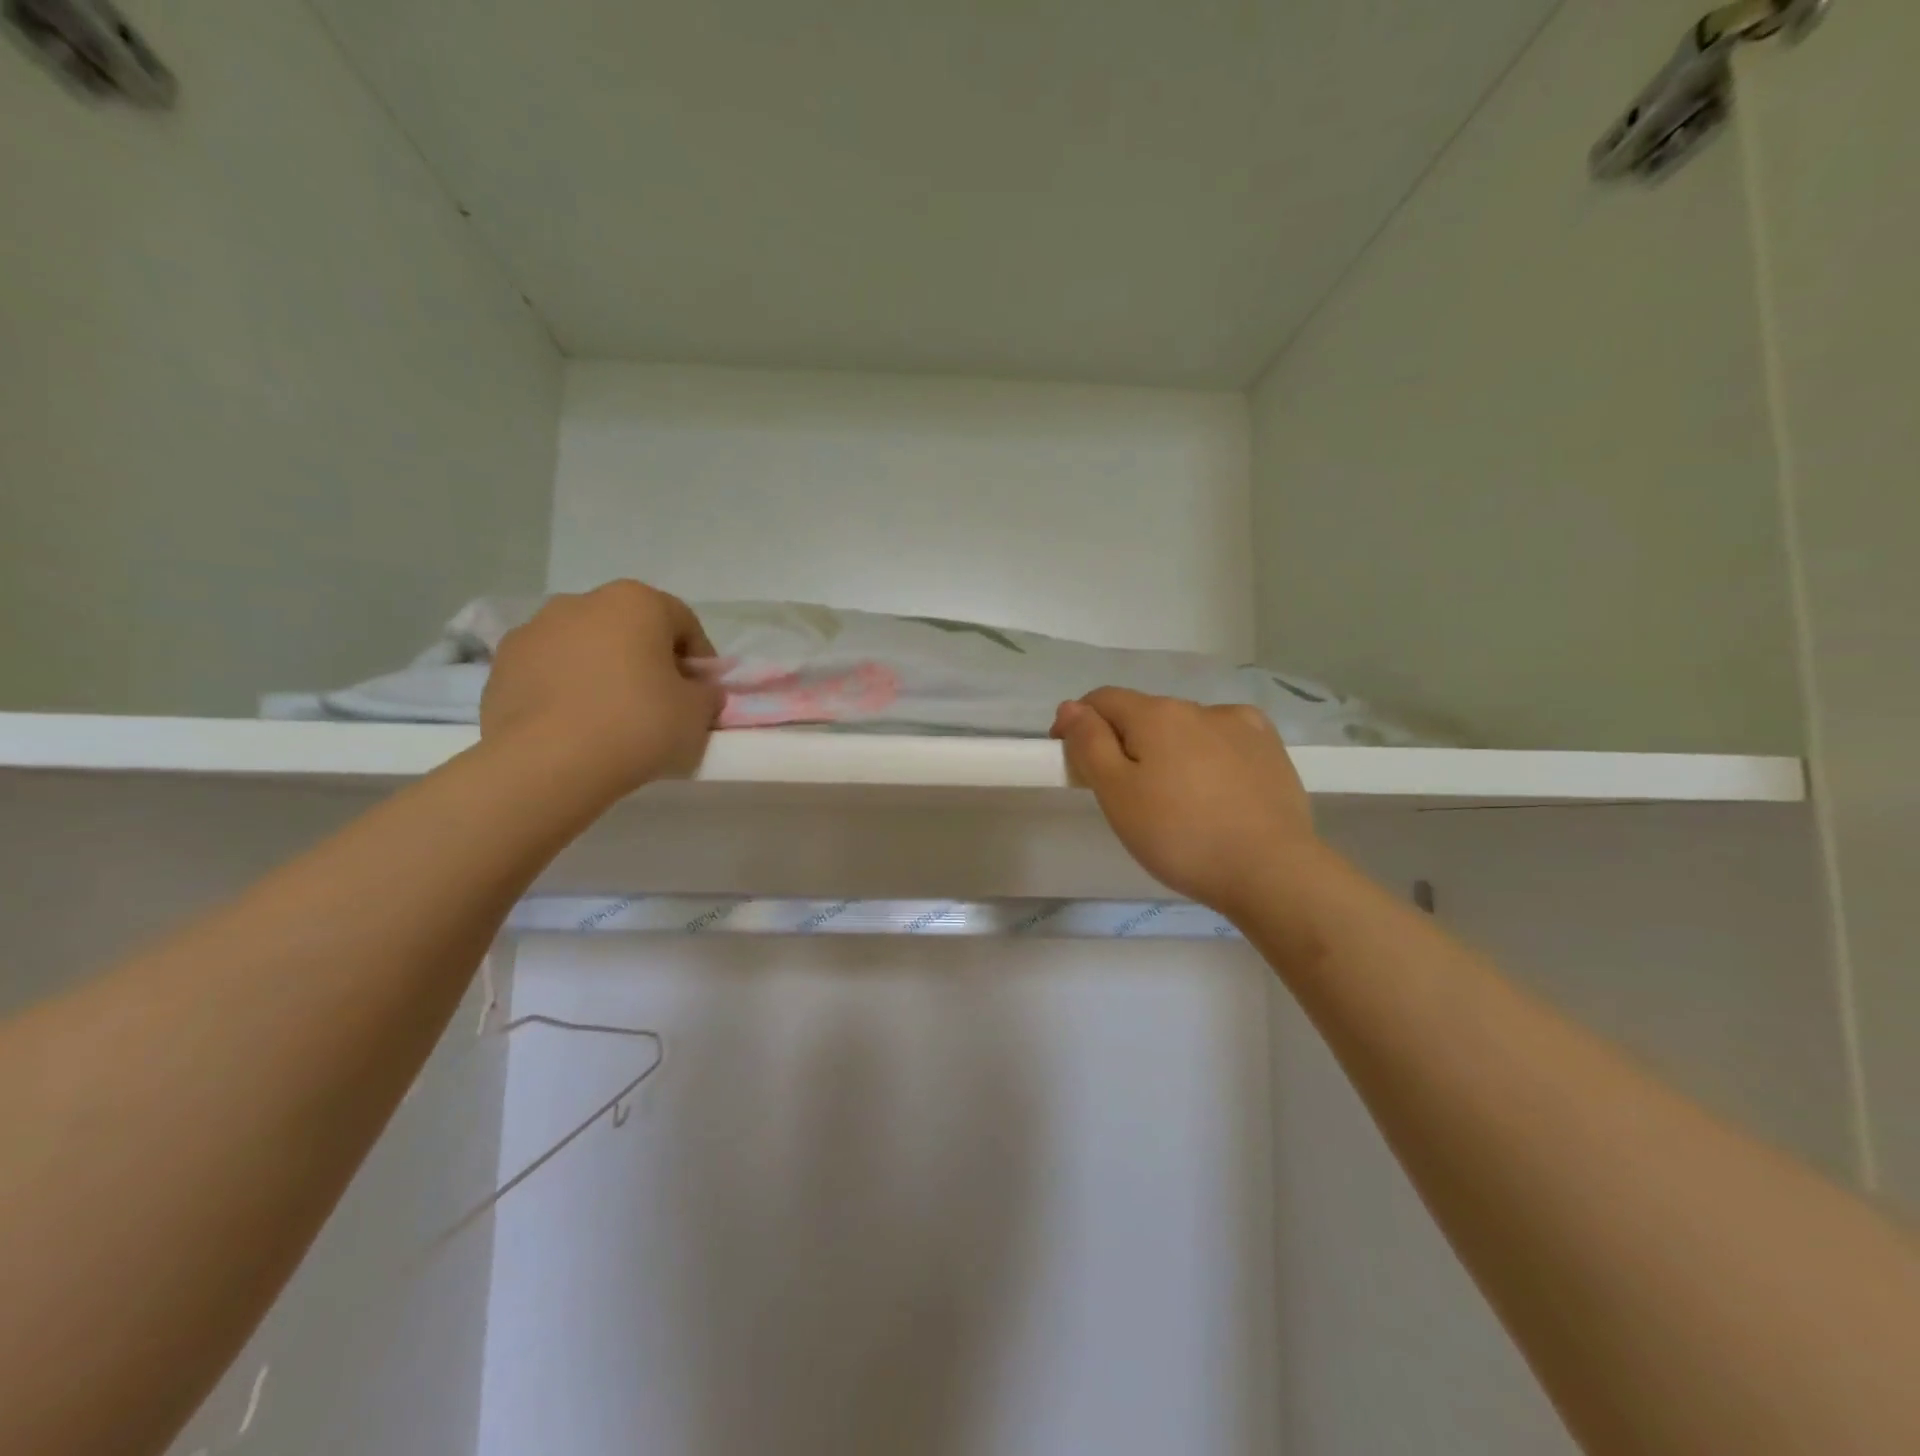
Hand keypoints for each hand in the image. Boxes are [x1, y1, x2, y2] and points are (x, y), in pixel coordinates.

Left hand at [480, 581, 722, 800]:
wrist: (547, 763)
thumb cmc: (637, 725)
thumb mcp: (698, 713)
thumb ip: (706, 693)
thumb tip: (697, 690)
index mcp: (636, 601)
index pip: (684, 623)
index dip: (700, 661)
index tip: (702, 696)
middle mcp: (582, 602)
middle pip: (631, 630)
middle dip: (648, 661)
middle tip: (660, 706)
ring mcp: (534, 630)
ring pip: (586, 648)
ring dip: (604, 673)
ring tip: (611, 720)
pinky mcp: (500, 665)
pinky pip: (550, 672)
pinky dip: (566, 691)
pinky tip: (575, 727)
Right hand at [1051, 688, 1318, 917]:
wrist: (1271, 871)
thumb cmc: (1180, 836)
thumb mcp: (1117, 793)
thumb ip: (1089, 744)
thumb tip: (1070, 707)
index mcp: (1157, 714)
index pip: (1102, 700)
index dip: (1078, 724)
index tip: (1073, 761)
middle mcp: (1199, 707)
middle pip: (1145, 715)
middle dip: (1126, 743)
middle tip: (1124, 795)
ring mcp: (1242, 725)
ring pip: (1186, 729)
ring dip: (1169, 750)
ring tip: (1176, 800)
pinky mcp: (1271, 750)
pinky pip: (1224, 742)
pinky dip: (1208, 756)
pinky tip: (1215, 790)